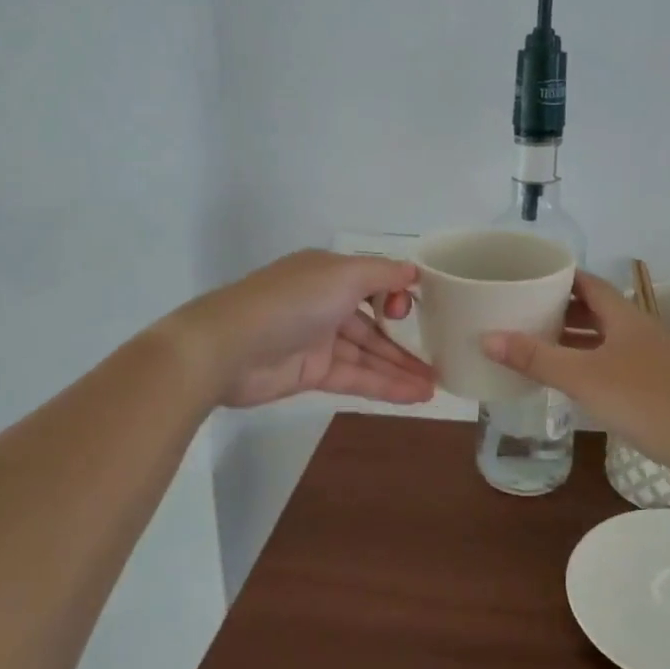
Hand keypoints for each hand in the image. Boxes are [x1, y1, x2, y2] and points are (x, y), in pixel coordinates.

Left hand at [168, 249, 435, 409]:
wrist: (226, 348)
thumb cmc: (291, 301)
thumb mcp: (343, 275)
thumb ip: (382, 274)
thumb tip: (414, 272)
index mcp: (330, 273)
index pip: (374, 283)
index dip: (400, 297)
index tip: (424, 310)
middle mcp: (325, 302)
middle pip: (374, 323)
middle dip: (407, 341)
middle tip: (443, 359)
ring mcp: (318, 340)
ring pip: (368, 354)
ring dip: (400, 369)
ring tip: (436, 386)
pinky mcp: (311, 373)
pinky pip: (355, 377)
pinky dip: (384, 385)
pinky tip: (413, 396)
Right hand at [481, 271, 669, 468]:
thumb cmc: (637, 398)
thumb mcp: (580, 377)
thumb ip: (535, 358)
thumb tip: (487, 338)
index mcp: (625, 316)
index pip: (590, 283)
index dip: (562, 278)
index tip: (533, 278)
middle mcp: (640, 328)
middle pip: (598, 308)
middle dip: (564, 308)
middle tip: (529, 311)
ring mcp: (651, 355)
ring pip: (607, 335)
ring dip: (578, 335)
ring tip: (543, 341)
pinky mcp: (655, 380)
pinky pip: (616, 357)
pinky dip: (592, 357)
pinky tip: (575, 375)